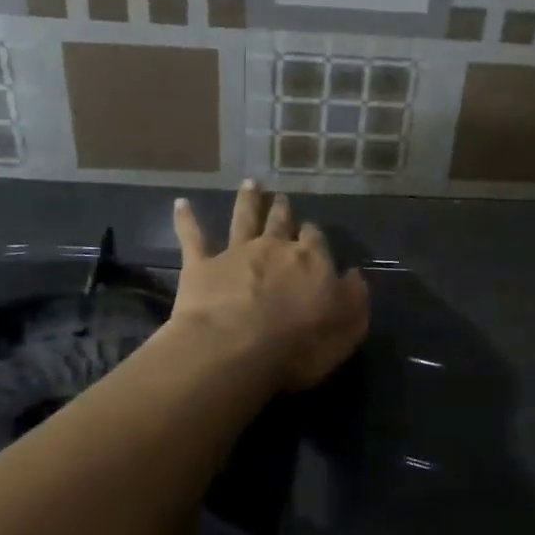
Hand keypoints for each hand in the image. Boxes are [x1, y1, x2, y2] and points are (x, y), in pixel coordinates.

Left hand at [170, 182, 369, 391]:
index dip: (313, 236)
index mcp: (312, 261)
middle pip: (280, 222)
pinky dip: (186, 219)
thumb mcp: (346, 329)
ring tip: (250, 184)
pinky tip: (180, 204)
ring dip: (247, 200)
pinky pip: (192, 237)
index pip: (316, 240)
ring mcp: (236, 253)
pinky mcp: (201, 265)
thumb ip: (353, 299)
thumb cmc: (298, 346)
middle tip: (282, 198)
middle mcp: (275, 248)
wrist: (234, 350)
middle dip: (282, 210)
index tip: (312, 233)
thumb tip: (354, 276)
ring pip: (243, 218)